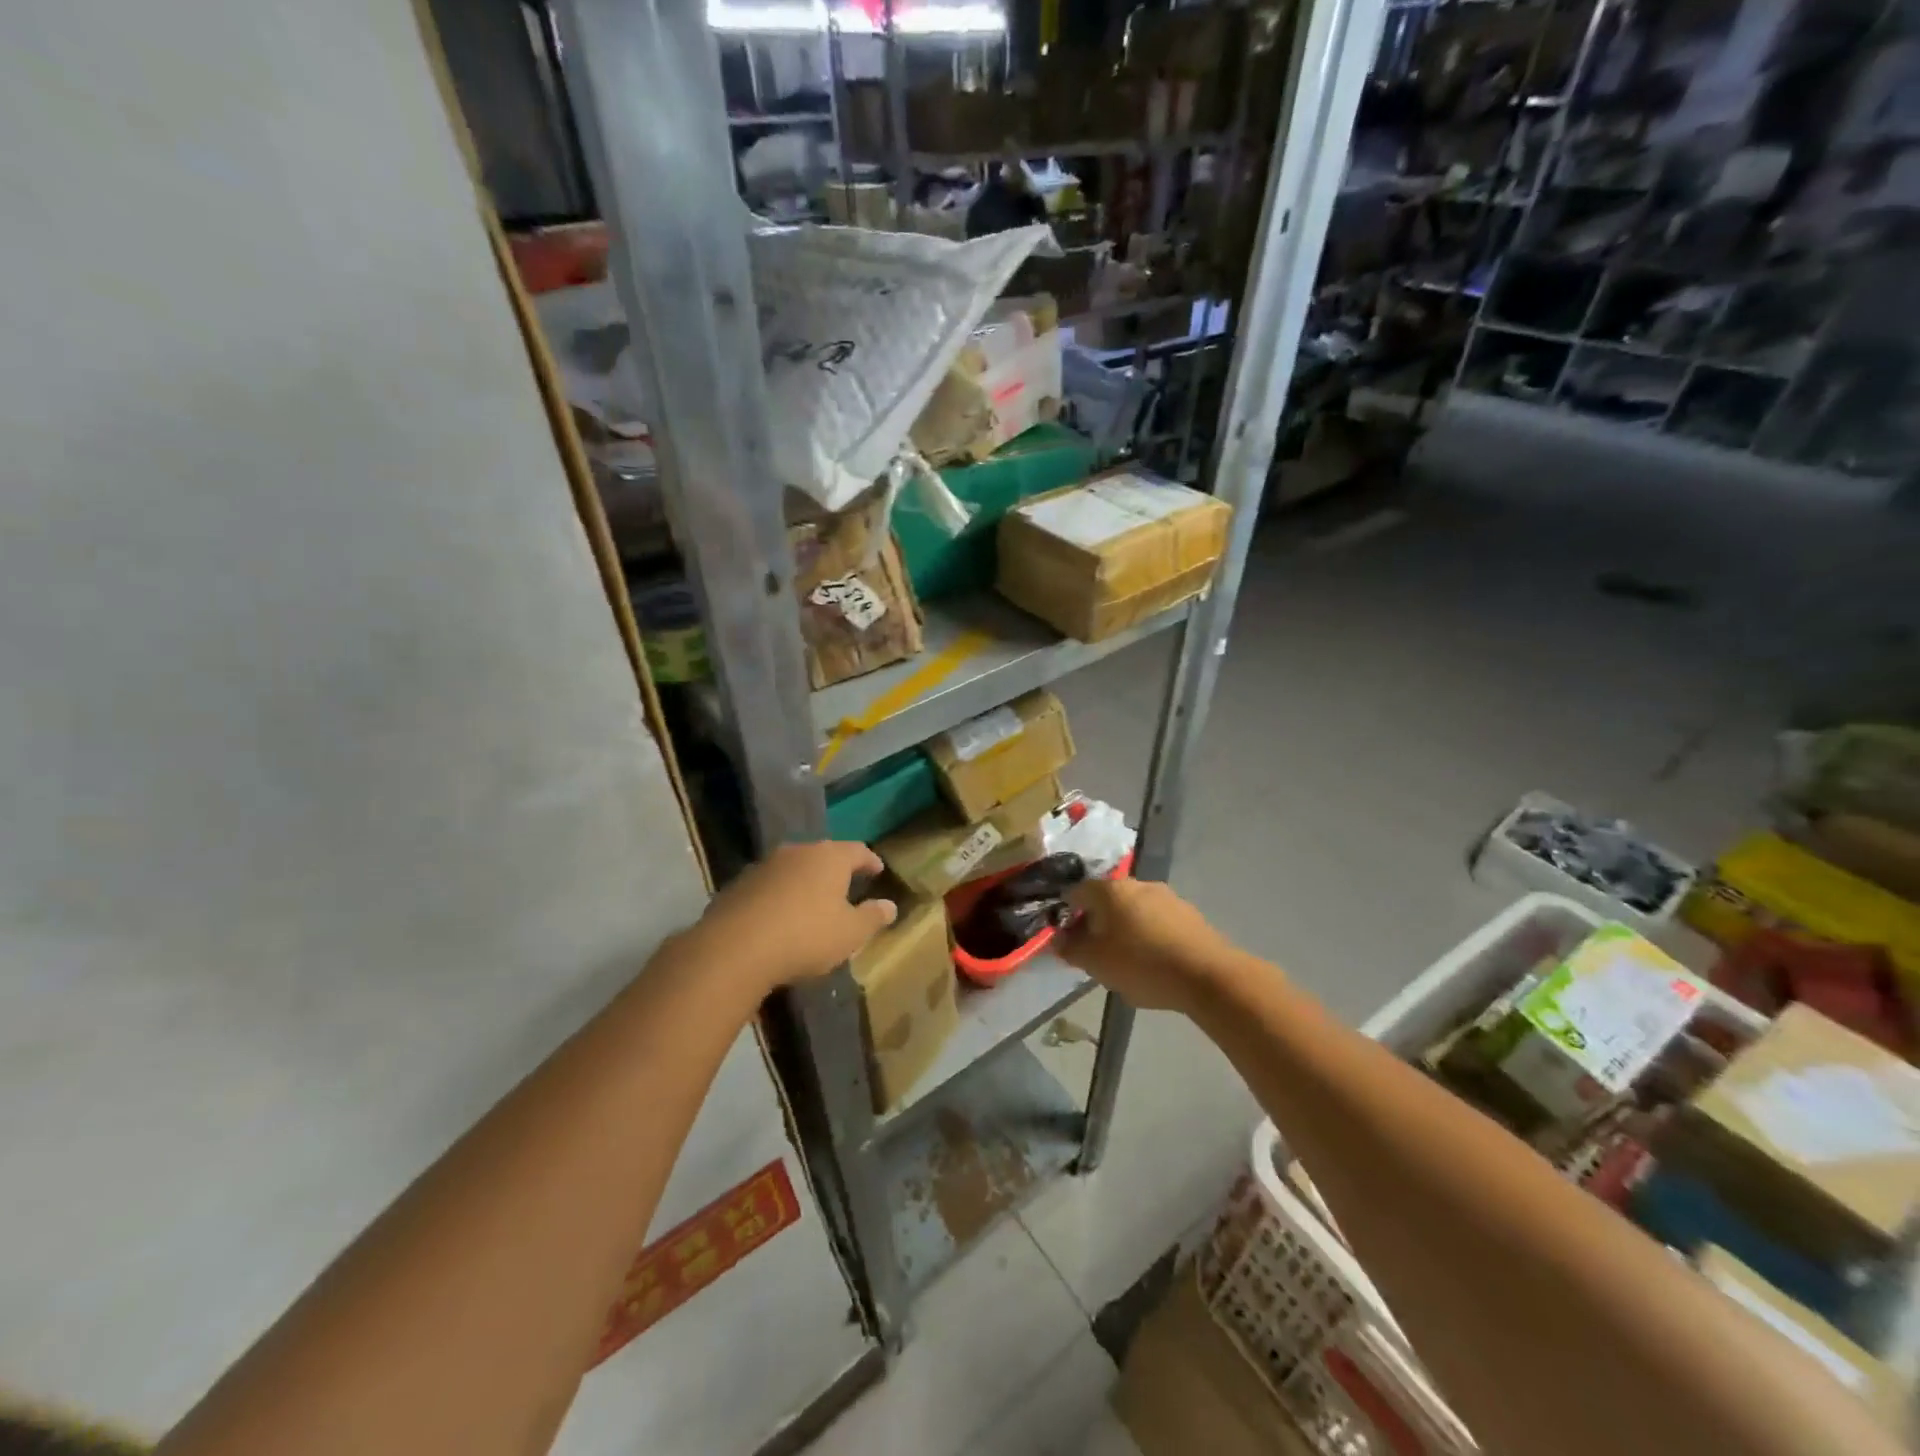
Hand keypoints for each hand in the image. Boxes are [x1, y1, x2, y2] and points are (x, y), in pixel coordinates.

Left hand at [690, 841, 896, 994]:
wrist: (735, 948)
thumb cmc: (806, 936)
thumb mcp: (850, 933)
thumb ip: (872, 917)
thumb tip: (890, 906)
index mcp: (830, 857)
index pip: (858, 850)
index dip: (870, 861)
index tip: (878, 870)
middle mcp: (798, 852)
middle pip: (823, 855)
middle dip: (836, 869)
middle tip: (846, 885)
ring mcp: (765, 866)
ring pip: (794, 868)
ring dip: (805, 882)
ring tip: (813, 902)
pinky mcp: (739, 885)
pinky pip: (769, 886)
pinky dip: (780, 896)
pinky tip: (780, 917)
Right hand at [1054, 878, 1235, 1013]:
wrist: (1208, 976)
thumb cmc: (1142, 965)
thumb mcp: (1095, 963)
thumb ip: (1070, 948)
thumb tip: (1057, 938)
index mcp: (1109, 890)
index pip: (1075, 892)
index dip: (1066, 915)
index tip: (1067, 940)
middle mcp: (1137, 884)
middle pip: (1106, 900)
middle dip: (1097, 923)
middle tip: (1095, 953)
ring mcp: (1166, 896)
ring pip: (1133, 910)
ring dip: (1124, 929)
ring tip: (1126, 961)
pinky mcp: (1188, 914)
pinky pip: (1157, 921)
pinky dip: (1149, 935)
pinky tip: (1153, 962)